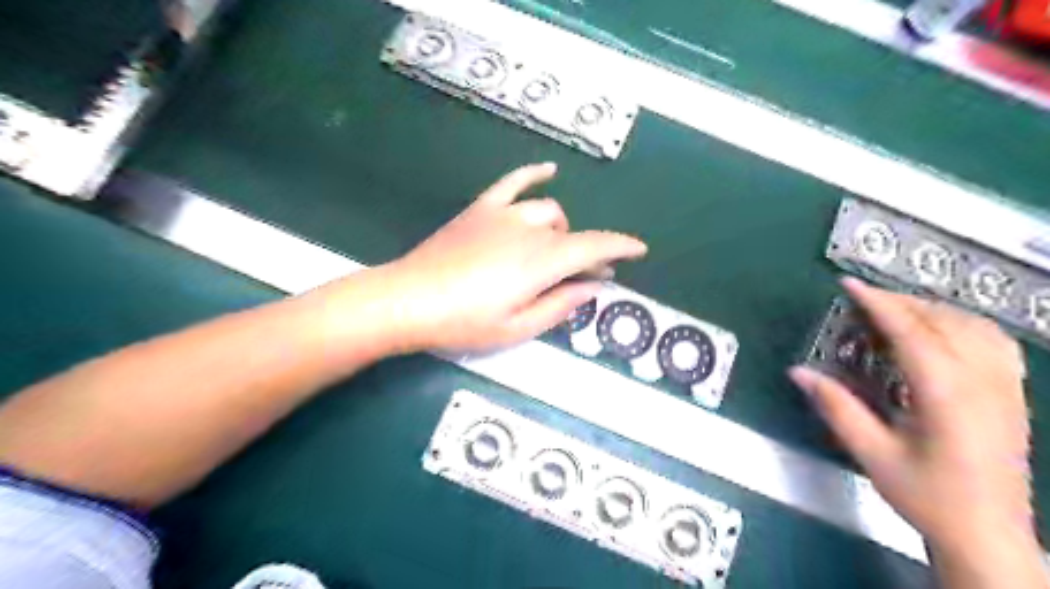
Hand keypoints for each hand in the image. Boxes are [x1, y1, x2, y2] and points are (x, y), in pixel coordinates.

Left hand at [360, 162, 649, 354]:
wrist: (408, 299)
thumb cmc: (464, 322)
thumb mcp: (518, 327)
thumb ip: (560, 305)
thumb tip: (593, 287)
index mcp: (541, 262)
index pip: (594, 247)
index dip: (621, 247)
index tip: (640, 250)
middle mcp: (528, 230)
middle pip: (572, 234)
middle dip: (588, 253)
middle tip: (588, 277)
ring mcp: (503, 214)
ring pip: (548, 212)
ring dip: (561, 231)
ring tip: (555, 252)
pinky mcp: (481, 209)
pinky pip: (513, 182)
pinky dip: (534, 174)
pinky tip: (548, 170)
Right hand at [793, 281, 1034, 570]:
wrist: (988, 535)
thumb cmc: (926, 495)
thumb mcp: (871, 453)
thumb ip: (836, 407)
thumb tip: (798, 372)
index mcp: (945, 394)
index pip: (910, 331)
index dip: (877, 303)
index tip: (849, 284)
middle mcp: (982, 382)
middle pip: (941, 321)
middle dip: (899, 301)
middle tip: (862, 298)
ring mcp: (1005, 387)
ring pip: (973, 326)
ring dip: (931, 309)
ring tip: (896, 310)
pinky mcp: (1014, 396)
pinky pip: (995, 342)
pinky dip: (964, 323)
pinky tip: (944, 330)